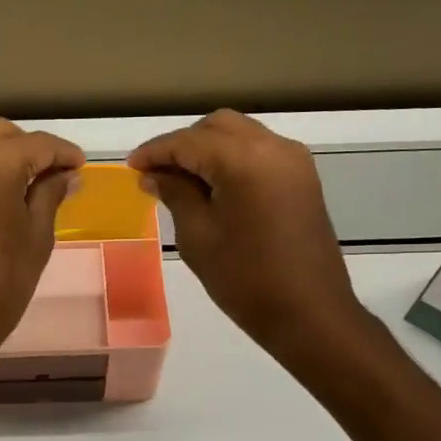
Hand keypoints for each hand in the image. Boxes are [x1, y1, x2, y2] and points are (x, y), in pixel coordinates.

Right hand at [128, 110, 364, 357]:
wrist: (310, 314)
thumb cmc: (245, 279)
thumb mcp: (198, 236)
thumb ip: (175, 193)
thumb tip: (154, 174)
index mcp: (244, 159)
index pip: (188, 141)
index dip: (155, 151)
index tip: (130, 166)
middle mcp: (273, 147)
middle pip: (218, 126)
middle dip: (183, 143)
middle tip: (155, 172)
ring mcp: (294, 161)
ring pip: (241, 134)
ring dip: (208, 148)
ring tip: (181, 179)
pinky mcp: (303, 178)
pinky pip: (260, 151)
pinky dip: (232, 157)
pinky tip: (213, 185)